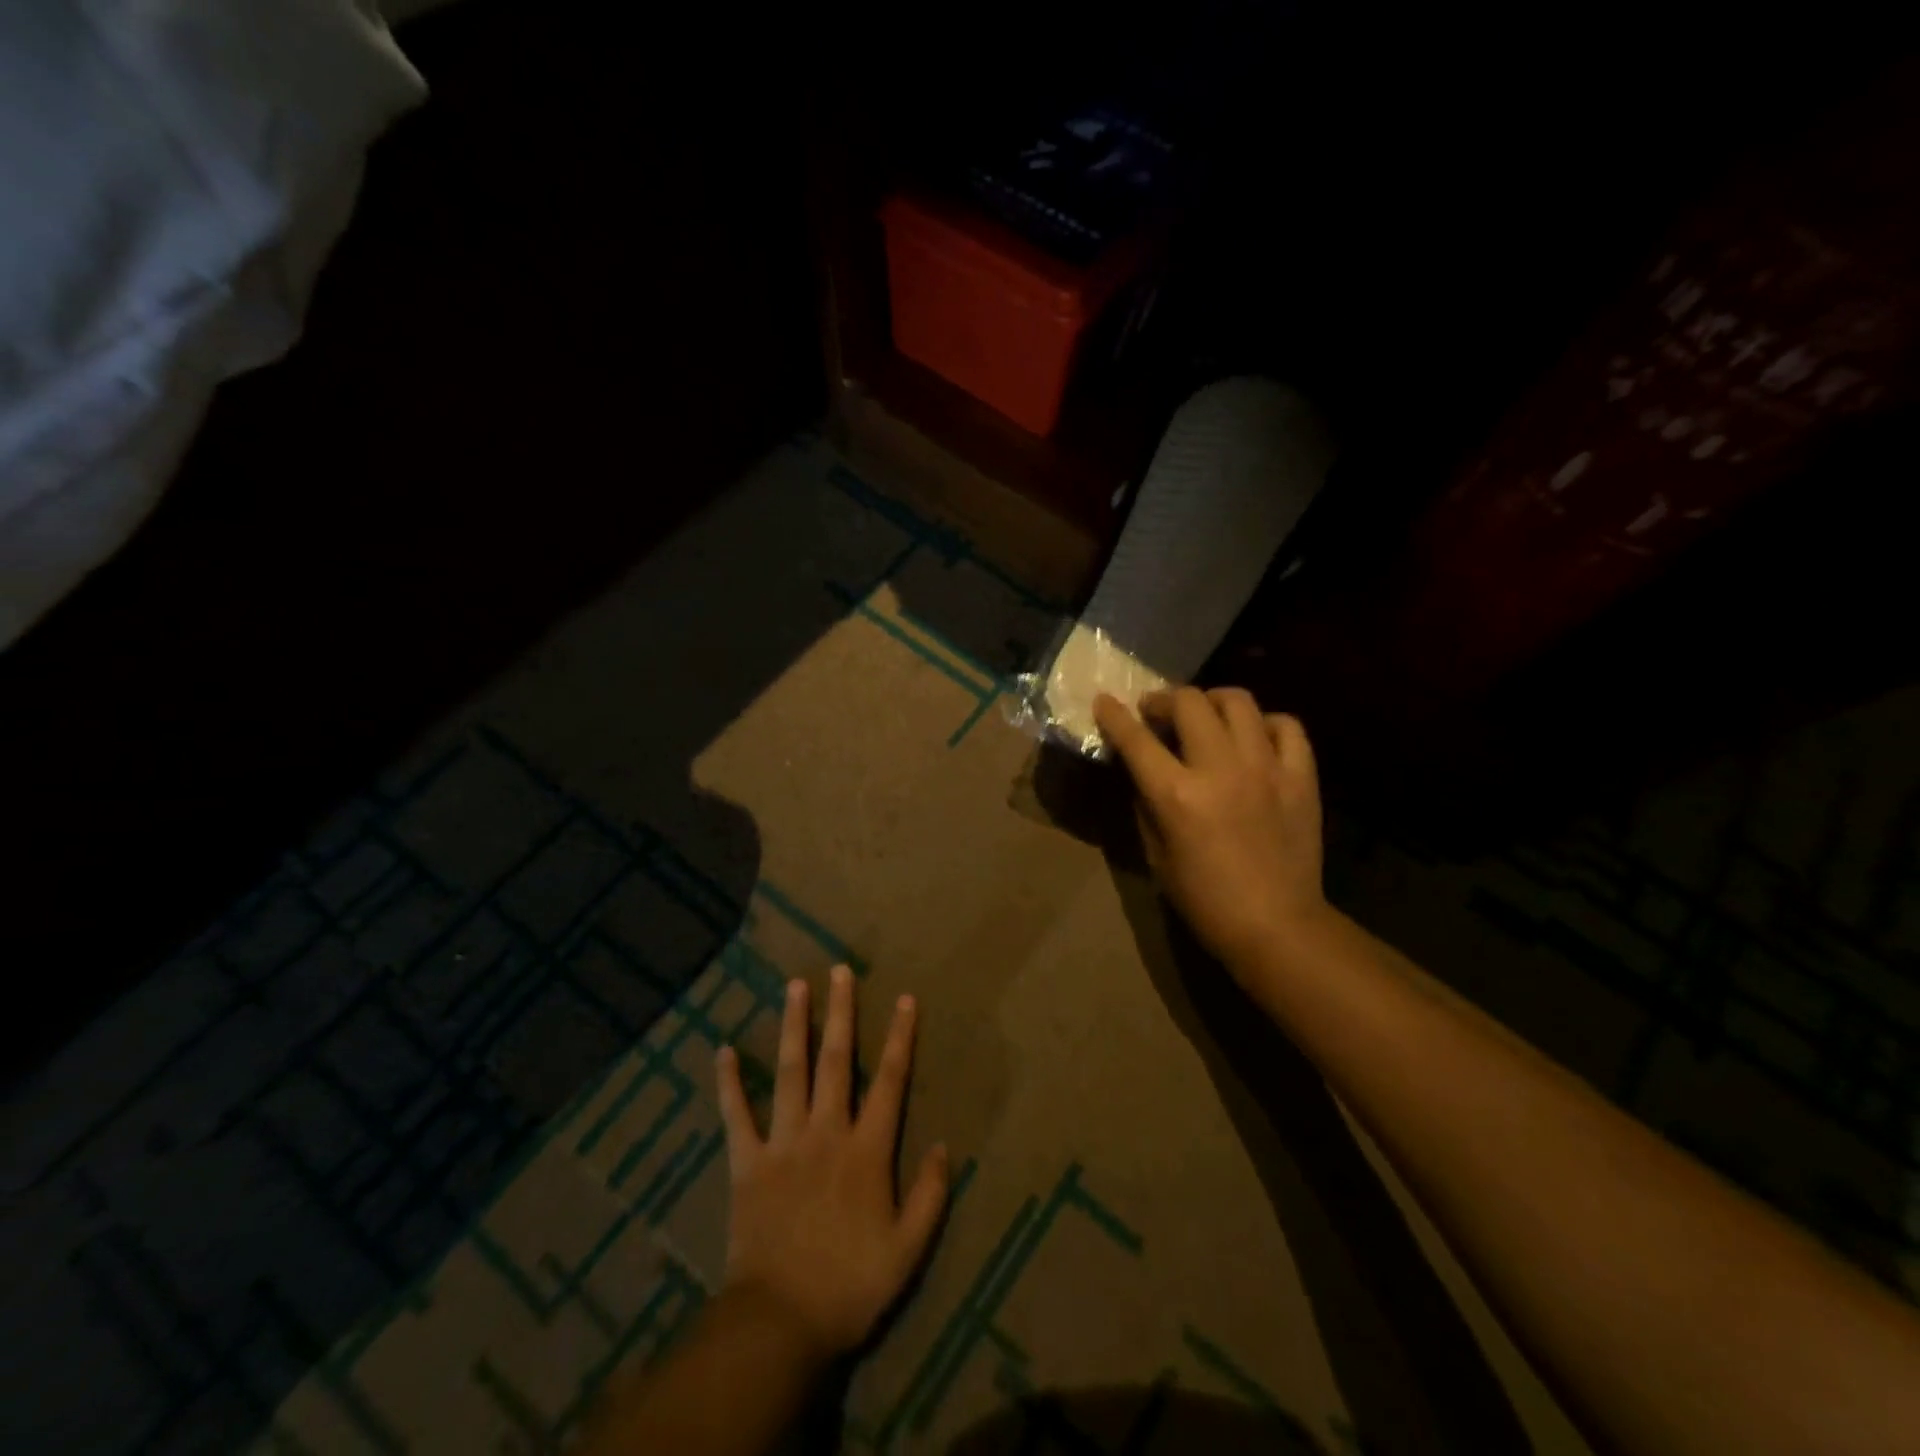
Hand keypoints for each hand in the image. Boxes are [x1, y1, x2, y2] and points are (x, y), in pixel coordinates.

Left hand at [714, 965, 948, 1364]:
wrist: (779, 1325)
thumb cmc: (850, 1285)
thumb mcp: (908, 1249)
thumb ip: (930, 1194)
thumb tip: (944, 1145)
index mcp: (867, 1149)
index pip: (889, 1080)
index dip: (899, 1037)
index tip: (904, 999)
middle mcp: (826, 1131)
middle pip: (836, 1060)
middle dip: (841, 1012)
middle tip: (839, 970)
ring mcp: (783, 1143)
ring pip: (790, 1071)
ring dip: (793, 1025)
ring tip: (795, 985)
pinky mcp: (746, 1163)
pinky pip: (736, 1115)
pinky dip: (729, 1083)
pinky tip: (723, 1050)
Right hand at [1093, 687, 1327, 964]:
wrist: (1276, 926)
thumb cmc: (1204, 900)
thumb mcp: (1156, 855)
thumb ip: (1146, 804)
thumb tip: (1142, 771)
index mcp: (1177, 795)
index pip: (1136, 739)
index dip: (1114, 715)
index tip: (1104, 701)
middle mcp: (1220, 769)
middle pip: (1189, 703)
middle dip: (1164, 700)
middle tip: (1157, 712)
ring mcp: (1266, 768)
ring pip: (1238, 701)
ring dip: (1212, 701)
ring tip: (1205, 715)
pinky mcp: (1301, 776)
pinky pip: (1286, 726)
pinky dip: (1265, 724)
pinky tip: (1254, 739)